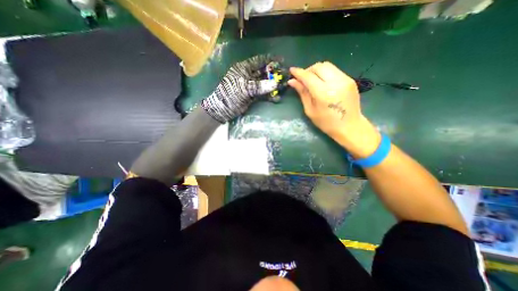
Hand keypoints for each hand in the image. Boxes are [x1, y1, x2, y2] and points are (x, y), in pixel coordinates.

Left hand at [203, 53, 282, 121]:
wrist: (222, 109)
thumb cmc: (230, 94)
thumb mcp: (244, 88)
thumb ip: (259, 86)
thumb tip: (275, 84)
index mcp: (244, 68)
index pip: (259, 61)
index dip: (270, 59)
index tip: (282, 60)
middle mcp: (248, 75)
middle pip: (264, 72)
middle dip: (274, 73)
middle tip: (285, 75)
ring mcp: (251, 86)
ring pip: (264, 83)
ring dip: (273, 85)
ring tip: (284, 87)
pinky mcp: (252, 95)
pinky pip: (263, 94)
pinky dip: (269, 96)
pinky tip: (276, 98)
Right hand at [291, 60, 379, 156]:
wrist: (349, 126)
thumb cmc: (326, 123)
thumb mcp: (310, 110)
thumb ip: (302, 93)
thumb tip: (292, 81)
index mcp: (323, 93)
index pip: (308, 76)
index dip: (298, 72)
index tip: (291, 70)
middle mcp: (335, 82)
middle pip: (318, 66)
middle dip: (308, 70)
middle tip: (303, 80)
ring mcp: (345, 79)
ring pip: (327, 66)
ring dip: (317, 71)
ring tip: (313, 81)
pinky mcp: (350, 80)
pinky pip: (334, 70)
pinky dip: (325, 74)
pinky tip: (323, 83)